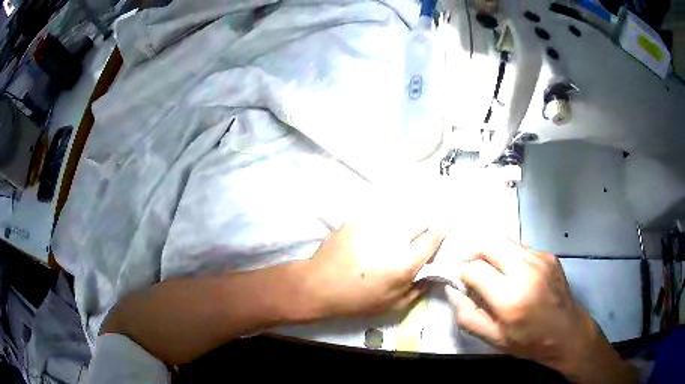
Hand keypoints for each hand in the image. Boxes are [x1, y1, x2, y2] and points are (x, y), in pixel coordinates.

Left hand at [302, 221, 443, 317]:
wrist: (318, 285)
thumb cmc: (357, 300)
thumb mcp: (392, 305)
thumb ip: (417, 290)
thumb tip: (430, 275)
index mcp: (405, 262)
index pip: (432, 238)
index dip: (440, 231)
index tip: (443, 227)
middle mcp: (393, 238)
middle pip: (418, 221)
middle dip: (422, 226)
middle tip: (416, 235)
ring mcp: (372, 226)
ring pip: (397, 218)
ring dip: (400, 225)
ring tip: (391, 237)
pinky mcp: (356, 220)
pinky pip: (375, 218)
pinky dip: (379, 225)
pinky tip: (370, 236)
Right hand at [449, 240, 635, 383]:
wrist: (572, 336)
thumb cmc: (533, 346)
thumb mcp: (496, 342)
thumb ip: (471, 316)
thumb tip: (455, 292)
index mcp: (512, 296)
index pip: (473, 267)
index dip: (461, 269)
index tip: (457, 274)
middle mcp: (527, 268)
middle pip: (490, 243)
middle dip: (474, 250)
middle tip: (468, 263)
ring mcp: (541, 258)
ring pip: (506, 241)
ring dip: (493, 252)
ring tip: (491, 270)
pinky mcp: (550, 255)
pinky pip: (521, 247)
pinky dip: (510, 255)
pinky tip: (514, 272)